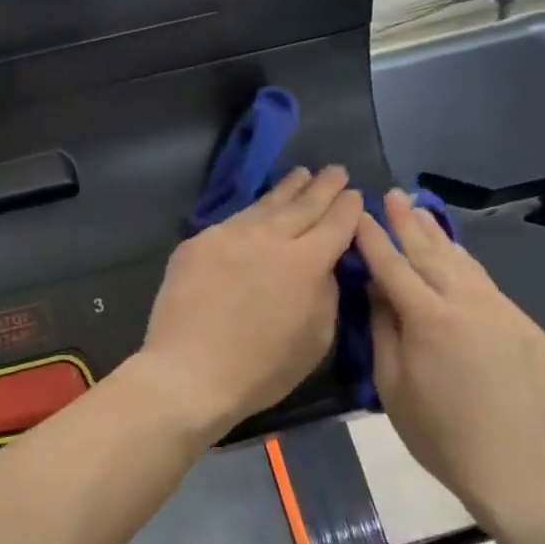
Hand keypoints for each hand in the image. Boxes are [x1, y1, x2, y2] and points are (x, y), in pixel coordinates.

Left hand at [135, 166, 362, 439]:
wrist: (189, 372)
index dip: (349, 208)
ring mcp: (229, 236)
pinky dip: (251, 212)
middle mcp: (269, 238)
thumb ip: (327, 293)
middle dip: (323, 187)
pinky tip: (256, 210)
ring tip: (300, 175)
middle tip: (335, 171)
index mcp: (306, 262)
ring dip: (287, 189)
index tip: (355, 195)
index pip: (335, 223)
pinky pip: (232, 222)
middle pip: (302, 205)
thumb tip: (325, 266)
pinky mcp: (197, 244)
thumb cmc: (261, 369)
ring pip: (265, 206)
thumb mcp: (316, 339)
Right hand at [354, 190, 544, 516]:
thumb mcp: (393, 386)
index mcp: (430, 319)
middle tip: (393, 194)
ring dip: (439, 236)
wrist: (519, 466)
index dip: (374, 239)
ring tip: (421, 212)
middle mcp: (469, 303)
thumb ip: (384, 331)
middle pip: (433, 252)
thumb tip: (378, 292)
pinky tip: (456, 261)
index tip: (359, 215)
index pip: (394, 267)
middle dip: (409, 222)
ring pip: (465, 263)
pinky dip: (465, 267)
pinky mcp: (525, 326)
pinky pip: (487, 286)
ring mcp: (503, 311)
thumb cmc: (440, 434)